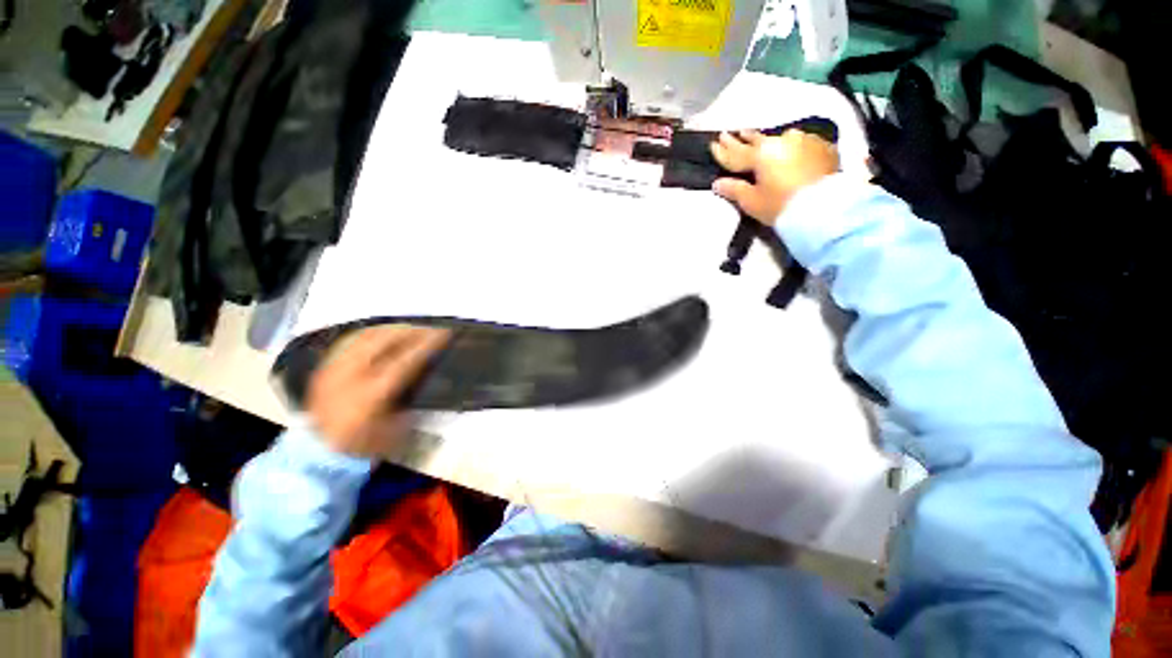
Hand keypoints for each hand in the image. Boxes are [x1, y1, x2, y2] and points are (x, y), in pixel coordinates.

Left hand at [306, 326, 448, 457]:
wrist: (320, 454)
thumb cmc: (366, 444)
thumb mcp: (398, 427)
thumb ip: (412, 397)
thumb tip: (426, 371)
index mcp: (370, 395)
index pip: (405, 360)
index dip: (427, 345)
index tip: (445, 334)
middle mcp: (349, 376)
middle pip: (384, 340)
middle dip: (411, 330)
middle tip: (431, 329)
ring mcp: (333, 369)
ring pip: (366, 335)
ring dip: (393, 329)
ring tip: (411, 328)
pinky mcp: (324, 367)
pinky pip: (350, 339)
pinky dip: (371, 333)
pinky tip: (384, 333)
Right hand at [710, 129, 839, 224]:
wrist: (824, 208)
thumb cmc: (780, 205)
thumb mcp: (752, 201)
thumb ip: (734, 189)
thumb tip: (717, 183)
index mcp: (761, 154)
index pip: (736, 153)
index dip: (723, 151)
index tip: (713, 144)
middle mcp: (782, 141)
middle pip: (758, 139)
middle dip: (744, 138)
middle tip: (734, 132)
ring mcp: (805, 141)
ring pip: (782, 138)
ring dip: (770, 140)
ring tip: (763, 139)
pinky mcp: (823, 147)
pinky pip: (803, 144)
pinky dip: (793, 147)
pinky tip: (792, 150)